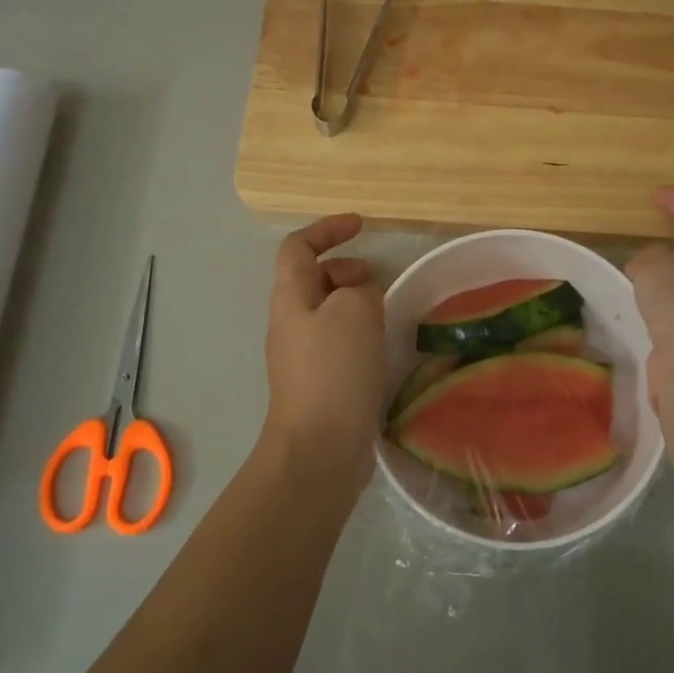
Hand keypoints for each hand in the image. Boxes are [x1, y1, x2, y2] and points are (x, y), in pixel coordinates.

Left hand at [262, 214, 385, 490]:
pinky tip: (380, 347)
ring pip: (325, 312)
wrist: (319, 447)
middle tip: (375, 276)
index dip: (327, 229)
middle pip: (310, 278)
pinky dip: (356, 331)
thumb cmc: (334, 370)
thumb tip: (361, 295)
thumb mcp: (354, 312)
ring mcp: (300, 356)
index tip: (360, 226)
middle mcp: (289, 322)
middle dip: (342, 267)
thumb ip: (360, 290)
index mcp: (290, 297)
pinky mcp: (317, 383)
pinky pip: (335, 341)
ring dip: (352, 301)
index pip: (298, 247)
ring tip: (384, 310)